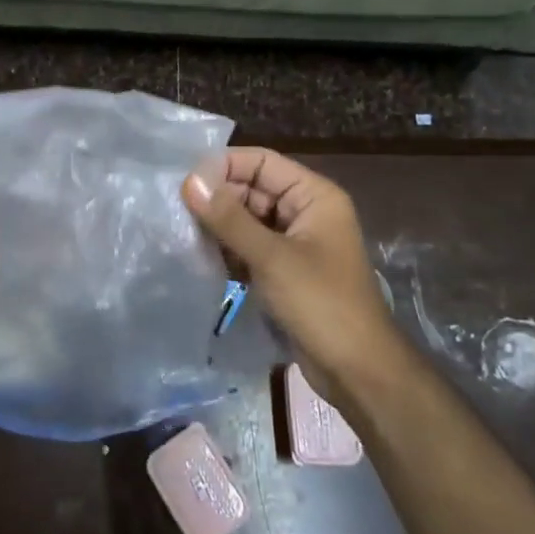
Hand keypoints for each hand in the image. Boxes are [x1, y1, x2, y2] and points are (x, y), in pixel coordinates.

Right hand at [182, 149, 405, 388]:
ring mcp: (295, 242)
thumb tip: (190, 182)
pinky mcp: (285, 270)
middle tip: (177, 211)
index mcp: (314, 196)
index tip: (186, 183)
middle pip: (253, 189)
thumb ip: (229, 218)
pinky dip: (228, 249)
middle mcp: (305, 212)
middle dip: (218, 198)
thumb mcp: (271, 257)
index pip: (262, 162)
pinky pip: (250, 247)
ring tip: (183, 232)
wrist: (357, 371)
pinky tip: (200, 257)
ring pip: (248, 219)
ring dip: (219, 225)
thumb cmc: (321, 304)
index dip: (224, 166)